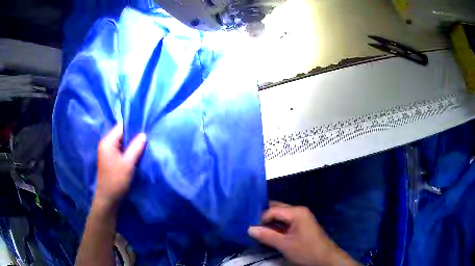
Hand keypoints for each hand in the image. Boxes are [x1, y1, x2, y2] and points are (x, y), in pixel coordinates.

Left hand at [94, 124, 145, 209]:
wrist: (108, 199)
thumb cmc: (117, 180)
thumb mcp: (128, 163)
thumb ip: (136, 147)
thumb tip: (144, 135)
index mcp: (107, 142)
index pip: (121, 127)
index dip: (133, 128)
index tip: (146, 131)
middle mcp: (106, 144)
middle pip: (121, 134)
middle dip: (133, 136)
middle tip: (146, 140)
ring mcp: (107, 152)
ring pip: (122, 142)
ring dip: (131, 144)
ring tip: (143, 147)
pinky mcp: (110, 159)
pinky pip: (120, 149)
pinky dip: (128, 151)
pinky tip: (136, 155)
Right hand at [248, 202, 358, 265]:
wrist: (325, 258)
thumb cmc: (306, 250)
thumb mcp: (284, 245)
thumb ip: (266, 236)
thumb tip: (249, 229)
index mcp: (296, 212)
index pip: (272, 210)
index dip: (261, 219)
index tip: (252, 230)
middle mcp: (299, 211)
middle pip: (277, 209)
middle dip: (264, 217)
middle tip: (252, 227)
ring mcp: (302, 218)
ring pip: (281, 216)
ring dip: (270, 223)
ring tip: (259, 231)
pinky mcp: (302, 225)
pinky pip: (286, 222)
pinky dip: (277, 227)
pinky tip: (270, 234)